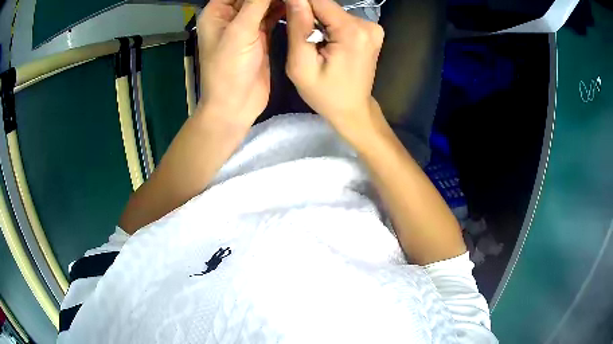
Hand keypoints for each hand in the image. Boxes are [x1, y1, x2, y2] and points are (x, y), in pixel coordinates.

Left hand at [198, 0, 284, 125]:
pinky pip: (273, 17)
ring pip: (265, 4)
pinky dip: (285, 11)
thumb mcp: (240, 32)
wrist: (235, 105)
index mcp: (217, 13)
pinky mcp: (261, 36)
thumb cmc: (229, 69)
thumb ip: (257, 3)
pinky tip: (298, 5)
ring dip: (281, 0)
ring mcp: (247, 26)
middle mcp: (231, 17)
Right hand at [284, 0, 384, 135]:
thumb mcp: (302, 65)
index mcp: (352, 32)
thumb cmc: (325, 94)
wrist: (352, 109)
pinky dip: (329, 27)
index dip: (298, 3)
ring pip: (333, 12)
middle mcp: (367, 24)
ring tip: (313, 44)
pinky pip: (342, 20)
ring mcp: (372, 27)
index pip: (319, 0)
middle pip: (326, 6)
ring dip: (318, 22)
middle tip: (300, 38)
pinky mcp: (371, 31)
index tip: (285, 11)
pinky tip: (325, 43)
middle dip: (308, 15)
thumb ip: (298, 28)